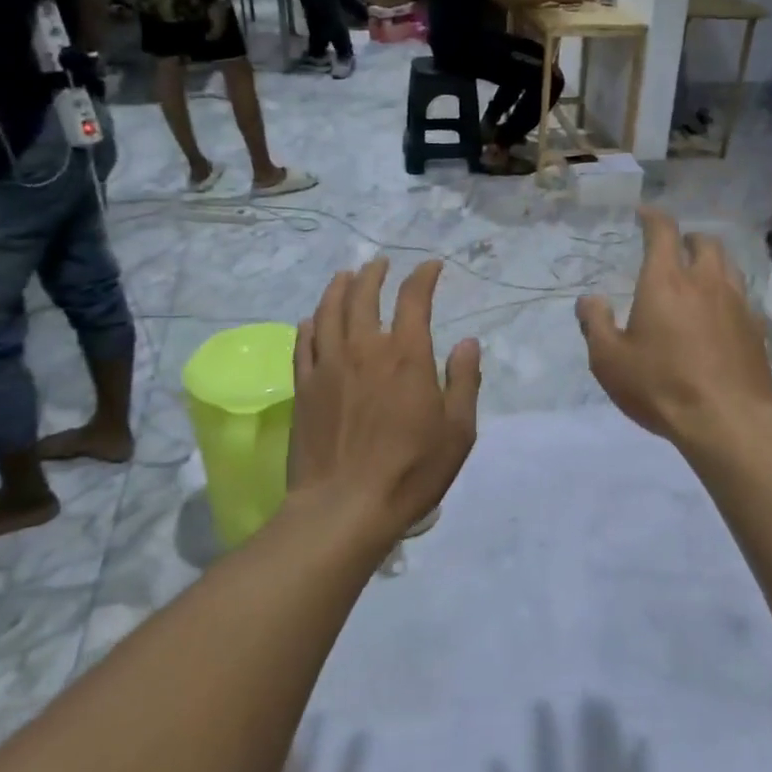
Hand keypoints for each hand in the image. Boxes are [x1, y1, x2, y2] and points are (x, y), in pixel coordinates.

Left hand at [288, 258, 481, 541]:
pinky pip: (303, 344)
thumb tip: (468, 342)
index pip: (414, 298)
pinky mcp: (303, 388)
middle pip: (363, 295)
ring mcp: (328, 366)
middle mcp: (364, 349)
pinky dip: (310, 324)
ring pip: (328, 312)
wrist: (345, 507)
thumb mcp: (458, 430)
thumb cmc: (412, 470)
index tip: (431, 266)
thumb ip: (464, 381)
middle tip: (380, 264)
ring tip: (345, 276)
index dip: (423, 276)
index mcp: (406, 354)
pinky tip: (313, 320)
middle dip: (374, 274)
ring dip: (338, 288)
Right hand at [577, 208, 771, 447]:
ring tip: (699, 277)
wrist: (728, 421)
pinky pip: (743, 299)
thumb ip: (595, 324)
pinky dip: (729, 296)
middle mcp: (705, 282)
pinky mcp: (756, 330)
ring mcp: (737, 304)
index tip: (644, 214)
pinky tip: (721, 316)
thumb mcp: (609, 360)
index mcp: (666, 282)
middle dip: (688, 238)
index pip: (663, 232)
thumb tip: (589, 299)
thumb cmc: (660, 386)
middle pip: (705, 242)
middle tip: (675, 249)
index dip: (653, 217)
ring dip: (712, 262)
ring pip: (729, 266)